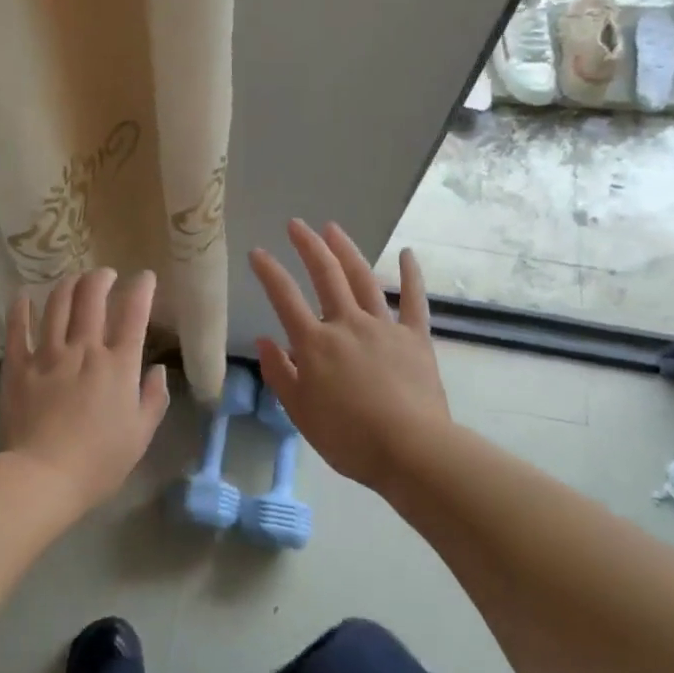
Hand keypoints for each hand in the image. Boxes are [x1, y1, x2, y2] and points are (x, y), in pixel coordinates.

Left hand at [1, 268, 169, 511]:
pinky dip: (21, 308)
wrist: (42, 477)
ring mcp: (48, 355)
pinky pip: (17, 329)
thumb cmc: (99, 462)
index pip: (134, 314)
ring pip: (57, 305)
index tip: (145, 277)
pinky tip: (23, 295)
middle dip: (101, 278)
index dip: (142, 289)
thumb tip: (157, 370)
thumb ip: (154, 399)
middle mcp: (85, 350)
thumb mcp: (141, 435)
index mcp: (118, 366)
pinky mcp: (18, 366)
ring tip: (73, 279)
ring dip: (67, 285)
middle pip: (92, 298)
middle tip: (105, 274)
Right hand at [248, 221, 450, 489]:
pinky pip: (413, 301)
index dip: (269, 272)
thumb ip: (280, 373)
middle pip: (326, 275)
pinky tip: (407, 254)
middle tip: (297, 224)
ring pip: (363, 279)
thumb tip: (264, 340)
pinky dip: (410, 276)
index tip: (257, 252)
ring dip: (347, 251)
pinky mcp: (416, 337)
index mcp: (315, 344)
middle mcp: (347, 324)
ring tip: (333, 229)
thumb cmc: (348, 438)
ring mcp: (384, 327)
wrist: (410, 449)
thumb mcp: (300, 412)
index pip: (285, 298)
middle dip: (309, 246)